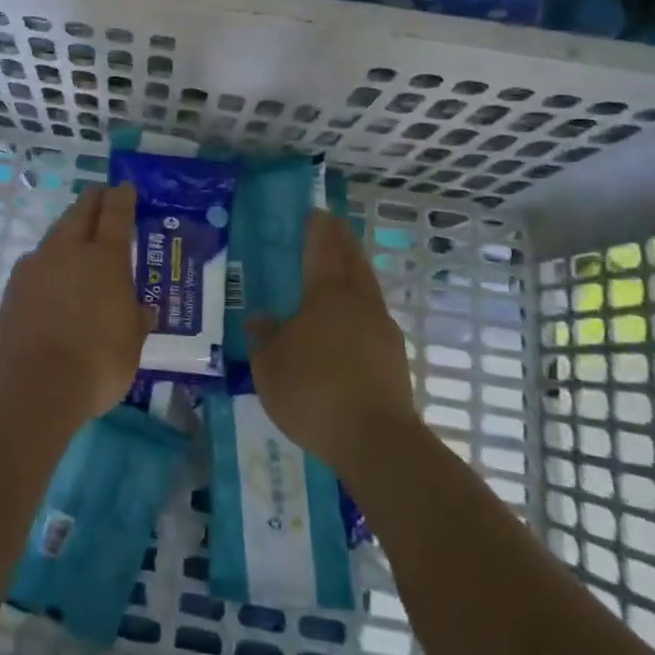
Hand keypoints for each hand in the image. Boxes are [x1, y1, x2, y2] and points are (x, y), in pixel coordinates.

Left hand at [0, 183, 151, 428]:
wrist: (33, 385)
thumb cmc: (97, 362)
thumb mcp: (132, 344)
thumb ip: (136, 320)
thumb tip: (143, 310)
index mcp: (105, 258)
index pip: (116, 213)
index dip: (122, 197)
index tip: (124, 187)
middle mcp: (69, 250)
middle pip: (80, 212)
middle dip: (92, 201)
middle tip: (100, 196)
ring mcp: (36, 265)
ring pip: (55, 234)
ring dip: (68, 229)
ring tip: (75, 237)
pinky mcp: (14, 286)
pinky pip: (36, 262)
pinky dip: (48, 261)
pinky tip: (51, 276)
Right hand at [244, 211, 417, 476]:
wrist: (377, 442)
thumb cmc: (314, 391)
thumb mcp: (269, 365)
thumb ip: (264, 336)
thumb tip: (260, 317)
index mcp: (328, 291)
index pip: (324, 245)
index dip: (318, 226)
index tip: (314, 212)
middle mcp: (359, 300)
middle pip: (353, 259)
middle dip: (341, 241)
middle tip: (328, 230)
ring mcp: (382, 328)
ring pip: (367, 287)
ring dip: (354, 272)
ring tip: (337, 274)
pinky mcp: (395, 357)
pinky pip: (373, 317)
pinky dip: (360, 308)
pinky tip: (347, 325)